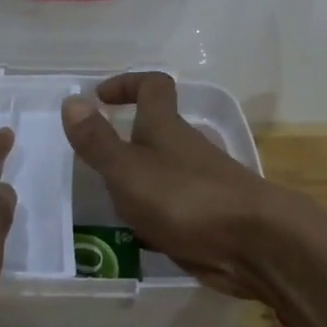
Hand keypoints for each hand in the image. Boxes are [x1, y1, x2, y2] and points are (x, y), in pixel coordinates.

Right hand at [60, 72, 297, 295]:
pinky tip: (139, 239)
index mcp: (165, 127)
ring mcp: (200, 182)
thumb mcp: (128, 169)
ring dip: (136, 184)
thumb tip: (72, 100)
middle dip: (124, 142)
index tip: (100, 98)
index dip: (127, 83)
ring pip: (162, 172)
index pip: (153, 86)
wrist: (254, 243)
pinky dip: (154, 216)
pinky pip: (173, 207)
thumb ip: (97, 140)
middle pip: (155, 131)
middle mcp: (184, 147)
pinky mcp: (208, 215)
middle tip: (92, 165)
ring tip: (107, 207)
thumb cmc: (184, 198)